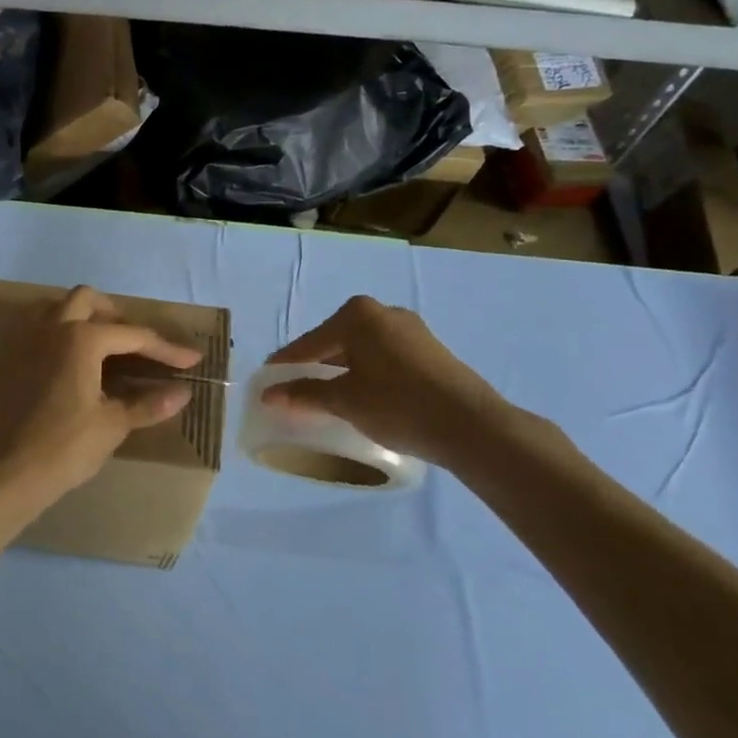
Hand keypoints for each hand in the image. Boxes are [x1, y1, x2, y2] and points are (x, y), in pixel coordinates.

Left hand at [0, 286, 201, 529]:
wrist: (8, 472)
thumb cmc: (65, 447)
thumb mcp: (112, 425)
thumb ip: (148, 404)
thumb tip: (183, 393)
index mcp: (81, 338)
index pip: (133, 335)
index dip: (166, 349)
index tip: (191, 360)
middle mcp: (50, 328)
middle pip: (87, 300)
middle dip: (116, 316)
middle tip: (136, 344)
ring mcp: (24, 341)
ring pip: (56, 309)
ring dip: (82, 318)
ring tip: (102, 348)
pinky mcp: (8, 359)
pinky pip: (36, 331)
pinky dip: (58, 336)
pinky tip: (69, 365)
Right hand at [263, 296, 516, 473]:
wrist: (472, 425)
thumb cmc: (398, 405)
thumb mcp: (344, 401)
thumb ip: (304, 394)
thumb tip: (269, 395)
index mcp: (357, 315)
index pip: (308, 343)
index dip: (284, 366)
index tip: (265, 384)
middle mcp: (383, 312)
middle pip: (334, 342)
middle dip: (313, 367)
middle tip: (293, 392)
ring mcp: (410, 329)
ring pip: (360, 350)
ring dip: (340, 372)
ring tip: (325, 398)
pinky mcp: (429, 350)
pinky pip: (382, 358)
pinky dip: (365, 374)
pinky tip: (361, 396)